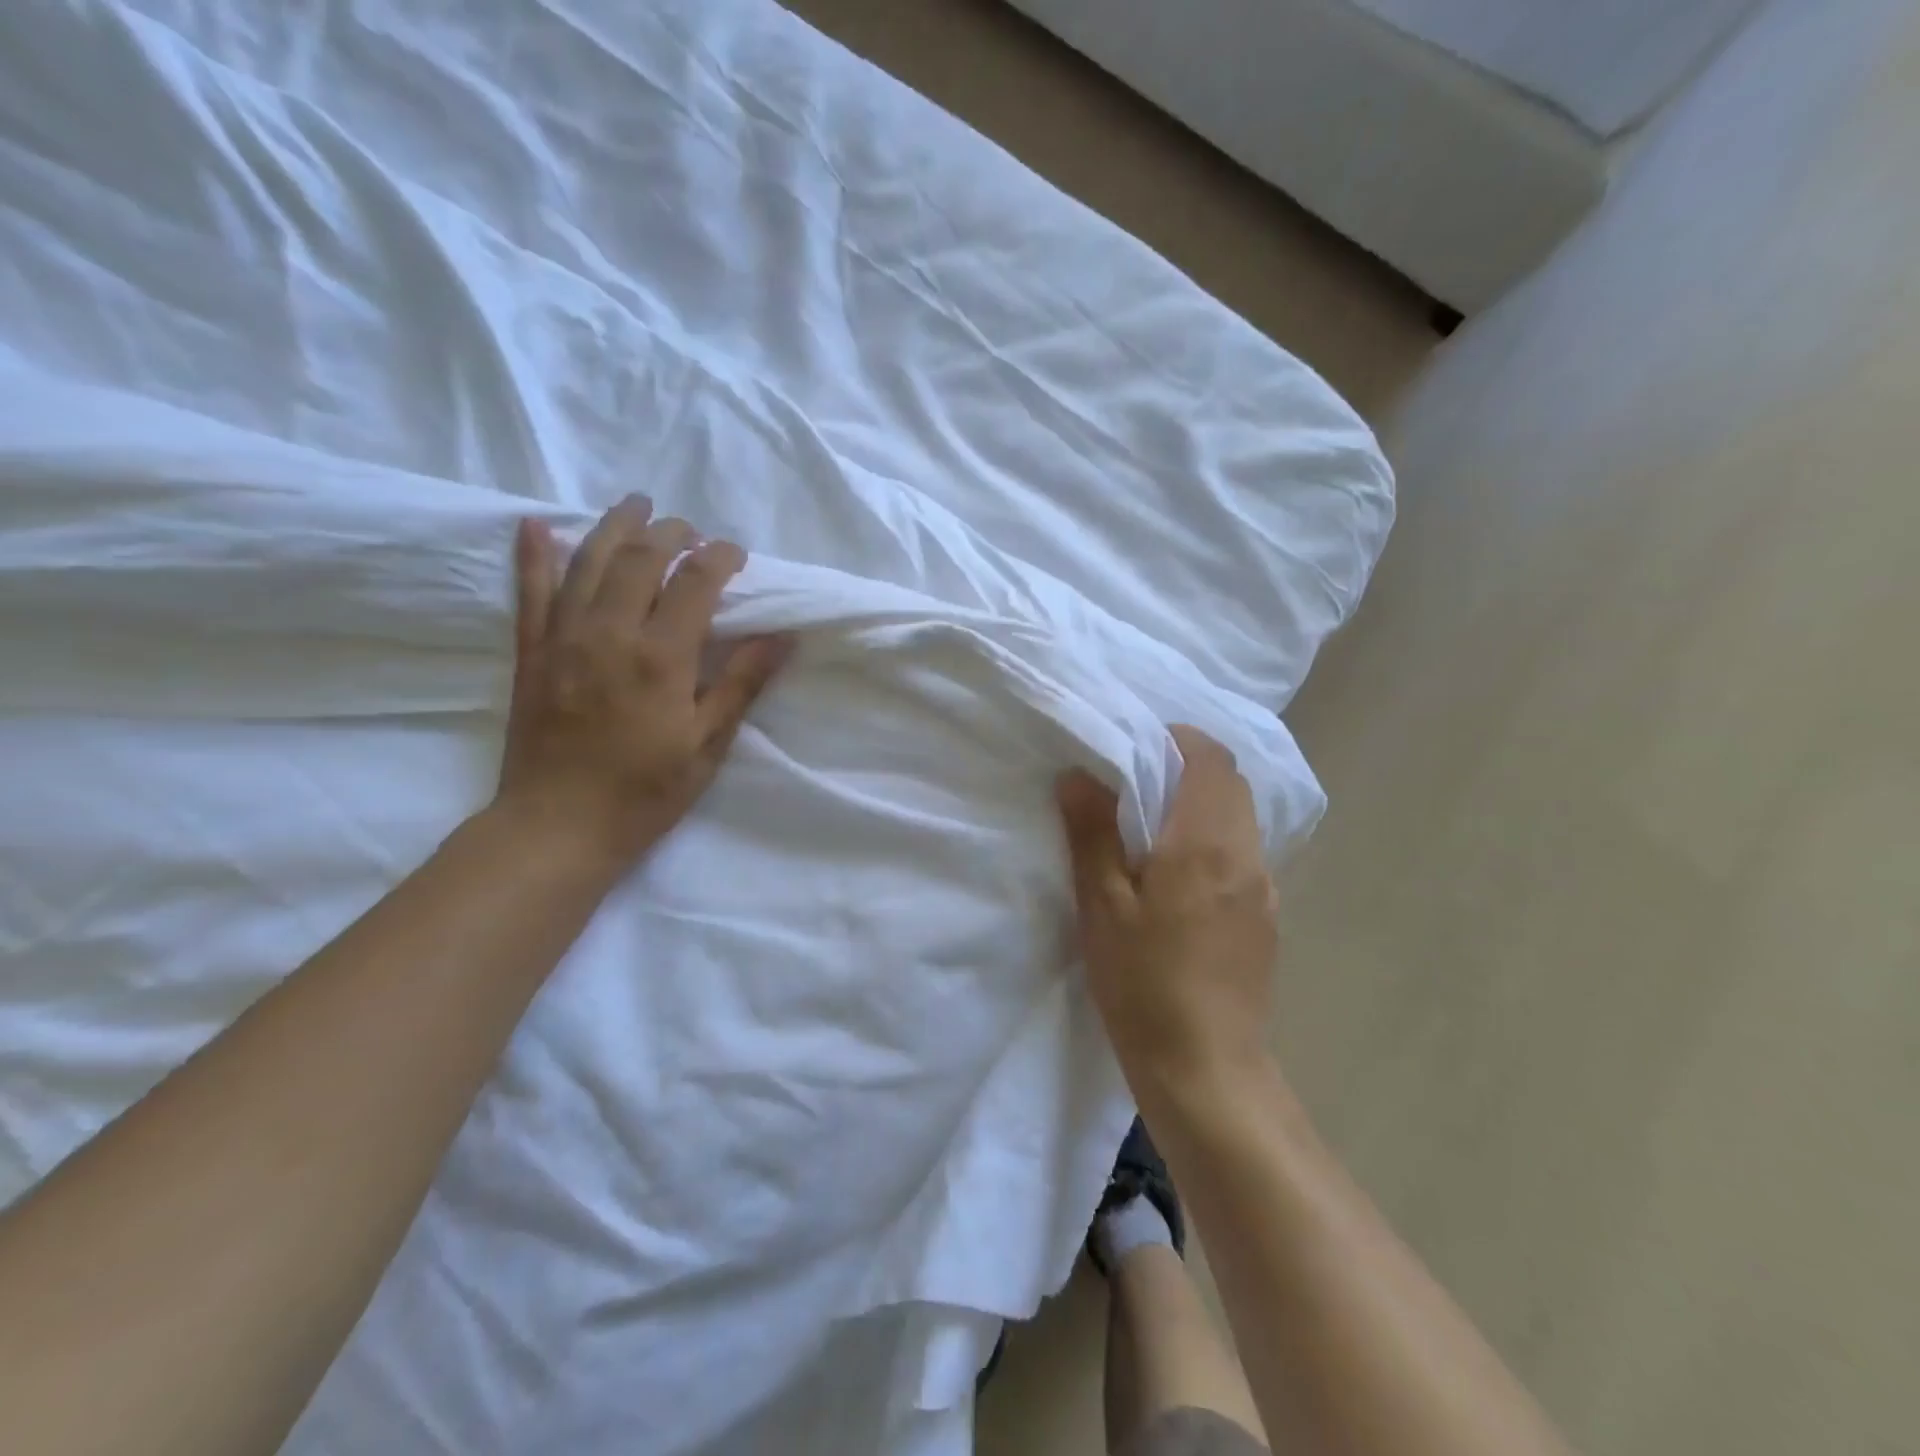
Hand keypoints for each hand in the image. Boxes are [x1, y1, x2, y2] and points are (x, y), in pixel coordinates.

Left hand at [495, 495, 791, 865]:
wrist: (557, 828)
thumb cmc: (644, 792)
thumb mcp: (707, 745)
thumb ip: (740, 684)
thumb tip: (781, 637)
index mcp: (660, 658)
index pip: (695, 585)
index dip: (719, 559)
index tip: (736, 553)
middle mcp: (609, 634)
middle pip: (641, 560)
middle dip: (671, 534)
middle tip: (692, 529)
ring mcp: (563, 640)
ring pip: (588, 563)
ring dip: (615, 526)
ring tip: (636, 504)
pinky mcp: (532, 654)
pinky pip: (529, 593)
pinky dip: (533, 555)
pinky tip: (537, 524)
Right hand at [1057, 725, 1280, 1094]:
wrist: (1206, 1069)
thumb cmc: (1143, 984)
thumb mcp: (1102, 906)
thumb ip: (1093, 834)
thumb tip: (1080, 774)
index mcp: (1205, 844)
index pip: (1211, 759)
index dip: (1178, 740)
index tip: (1137, 748)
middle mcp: (1246, 856)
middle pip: (1231, 784)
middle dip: (1189, 768)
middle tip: (1137, 783)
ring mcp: (1264, 889)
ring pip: (1240, 819)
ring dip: (1203, 805)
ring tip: (1154, 827)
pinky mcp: (1266, 919)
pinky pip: (1243, 854)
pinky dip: (1214, 840)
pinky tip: (1180, 877)